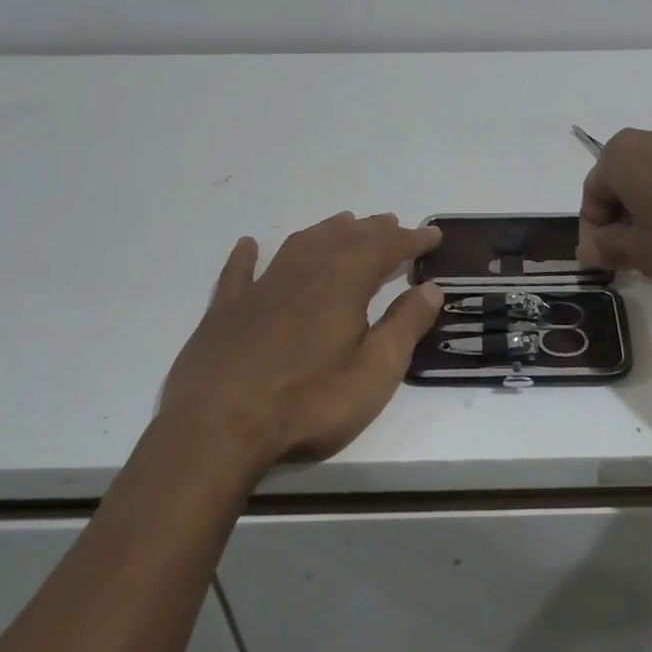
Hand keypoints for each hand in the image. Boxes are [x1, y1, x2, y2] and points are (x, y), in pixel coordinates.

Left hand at [154, 212, 443, 475]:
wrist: (218, 427)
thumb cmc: (309, 402)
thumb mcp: (375, 372)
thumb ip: (405, 326)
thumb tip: (432, 289)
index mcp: (343, 282)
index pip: (386, 247)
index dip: (412, 239)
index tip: (433, 235)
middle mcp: (304, 272)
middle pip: (344, 238)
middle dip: (373, 230)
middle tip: (393, 224)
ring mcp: (260, 289)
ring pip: (299, 245)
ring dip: (326, 231)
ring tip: (344, 224)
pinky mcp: (225, 311)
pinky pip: (239, 272)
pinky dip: (248, 256)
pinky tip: (249, 245)